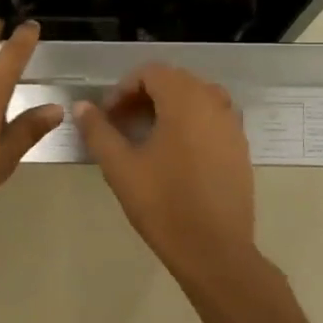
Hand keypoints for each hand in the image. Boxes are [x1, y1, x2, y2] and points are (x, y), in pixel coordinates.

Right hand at [73, 64, 256, 277]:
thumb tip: (82, 106)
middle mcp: (214, 103)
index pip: (151, 72)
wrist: (214, 250)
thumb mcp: (121, 167)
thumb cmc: (163, 204)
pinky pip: (213, 118)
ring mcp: (232, 125)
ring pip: (196, 98)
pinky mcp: (240, 148)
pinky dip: (190, 122)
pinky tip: (175, 154)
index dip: (124, 88)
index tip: (108, 116)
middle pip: (175, 81)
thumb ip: (98, 131)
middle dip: (145, 95)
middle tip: (122, 123)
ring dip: (169, 107)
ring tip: (147, 136)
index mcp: (185, 101)